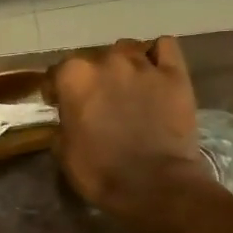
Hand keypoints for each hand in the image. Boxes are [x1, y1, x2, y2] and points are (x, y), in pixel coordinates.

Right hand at [51, 37, 214, 220]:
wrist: (155, 185)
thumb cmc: (101, 172)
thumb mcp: (64, 152)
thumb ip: (63, 123)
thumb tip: (69, 116)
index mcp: (74, 77)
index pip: (57, 72)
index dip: (57, 90)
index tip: (59, 104)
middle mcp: (106, 61)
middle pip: (94, 58)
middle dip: (93, 77)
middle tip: (99, 101)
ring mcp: (143, 64)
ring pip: (128, 49)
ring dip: (123, 65)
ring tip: (129, 86)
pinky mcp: (175, 73)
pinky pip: (164, 46)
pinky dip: (157, 55)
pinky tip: (155, 72)